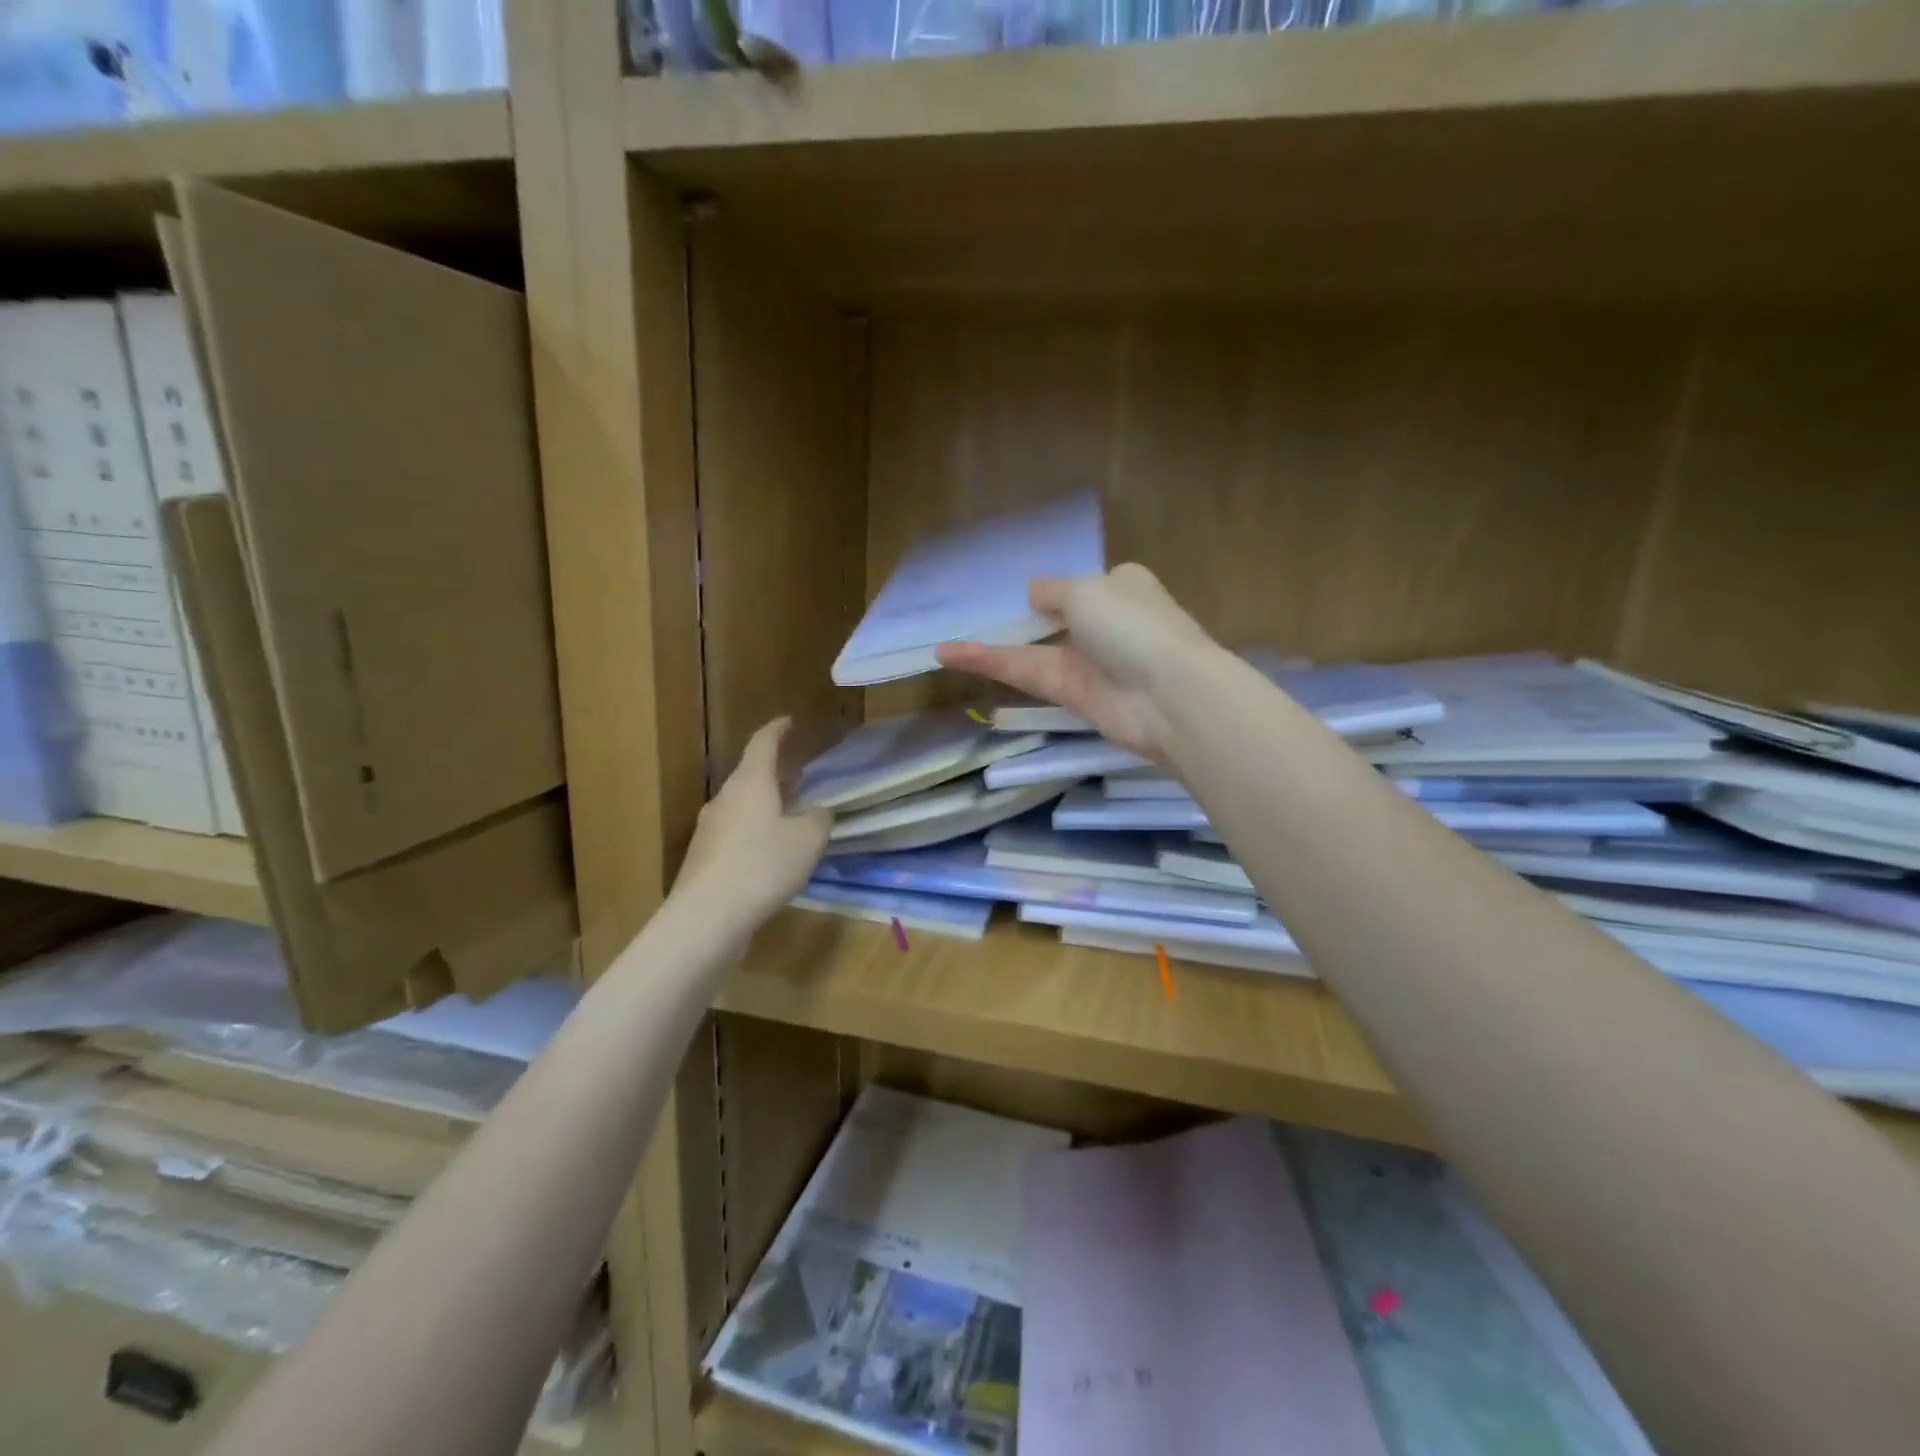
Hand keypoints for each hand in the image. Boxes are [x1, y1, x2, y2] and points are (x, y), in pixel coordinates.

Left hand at [675, 717, 830, 926]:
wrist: (707, 917)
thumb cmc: (762, 866)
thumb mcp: (808, 840)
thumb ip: (818, 819)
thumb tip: (816, 812)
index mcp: (750, 783)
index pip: (763, 743)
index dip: (777, 730)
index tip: (788, 721)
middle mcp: (725, 799)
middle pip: (751, 775)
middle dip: (775, 772)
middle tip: (798, 773)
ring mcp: (710, 829)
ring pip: (743, 806)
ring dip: (766, 804)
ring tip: (790, 814)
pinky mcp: (705, 859)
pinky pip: (736, 833)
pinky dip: (756, 832)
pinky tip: (772, 853)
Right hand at [936, 563, 1215, 760]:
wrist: (1169, 694)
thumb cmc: (1132, 625)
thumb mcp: (1087, 590)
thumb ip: (1053, 591)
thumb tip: (1034, 593)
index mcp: (1119, 586)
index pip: (1081, 585)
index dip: (1053, 588)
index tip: (1021, 590)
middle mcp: (1103, 622)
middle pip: (1053, 619)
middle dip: (1018, 619)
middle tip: (969, 617)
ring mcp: (1086, 661)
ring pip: (1032, 650)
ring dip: (989, 646)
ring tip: (942, 646)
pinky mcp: (1070, 694)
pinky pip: (1026, 672)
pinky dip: (991, 664)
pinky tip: (951, 655)